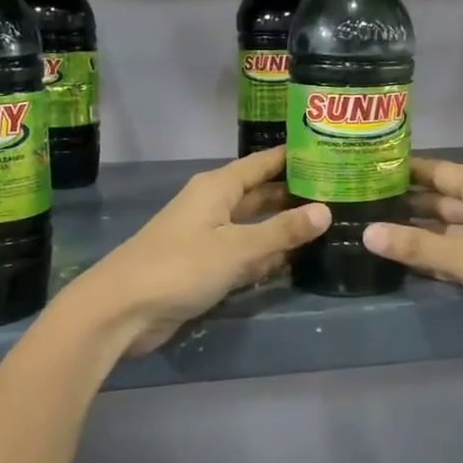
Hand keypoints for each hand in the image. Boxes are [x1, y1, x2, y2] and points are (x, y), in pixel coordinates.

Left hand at [69, 147, 329, 356]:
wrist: (122, 310)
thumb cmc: (179, 267)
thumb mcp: (237, 248)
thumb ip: (281, 231)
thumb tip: (325, 211)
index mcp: (217, 188)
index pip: (262, 163)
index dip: (293, 157)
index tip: (330, 151)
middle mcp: (213, 206)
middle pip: (260, 194)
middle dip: (294, 195)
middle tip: (340, 194)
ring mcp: (208, 237)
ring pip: (253, 226)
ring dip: (283, 228)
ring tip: (328, 224)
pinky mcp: (204, 267)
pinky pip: (243, 254)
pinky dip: (265, 256)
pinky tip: (294, 260)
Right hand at [364, 156, 462, 377]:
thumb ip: (419, 246)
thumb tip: (367, 233)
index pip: (437, 171)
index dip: (405, 170)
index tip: (366, 168)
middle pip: (439, 200)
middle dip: (404, 203)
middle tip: (359, 205)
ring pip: (445, 229)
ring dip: (416, 233)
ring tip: (370, 230)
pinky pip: (456, 254)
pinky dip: (433, 257)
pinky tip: (402, 260)